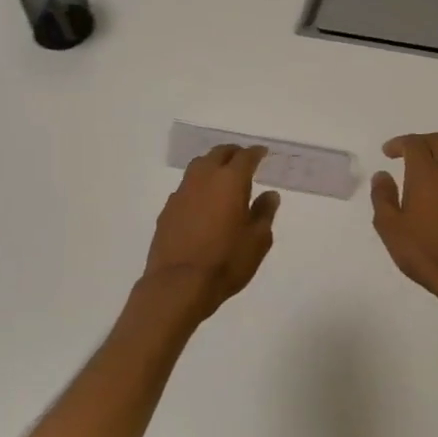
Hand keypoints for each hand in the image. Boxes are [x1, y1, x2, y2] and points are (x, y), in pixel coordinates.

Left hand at [143, 145, 279, 318]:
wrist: (178, 283)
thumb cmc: (226, 262)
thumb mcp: (257, 241)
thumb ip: (264, 213)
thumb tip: (270, 195)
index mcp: (230, 181)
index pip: (245, 157)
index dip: (256, 153)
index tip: (262, 153)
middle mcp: (203, 178)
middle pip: (218, 154)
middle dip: (233, 153)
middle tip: (243, 160)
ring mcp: (181, 192)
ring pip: (198, 166)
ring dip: (212, 165)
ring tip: (222, 176)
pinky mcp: (167, 209)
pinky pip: (186, 187)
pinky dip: (198, 186)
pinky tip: (202, 201)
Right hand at [370, 132, 437, 317]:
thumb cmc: (425, 253)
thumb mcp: (390, 228)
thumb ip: (383, 197)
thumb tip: (382, 175)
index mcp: (427, 175)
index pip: (415, 144)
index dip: (399, 143)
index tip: (388, 153)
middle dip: (422, 142)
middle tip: (408, 154)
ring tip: (431, 168)